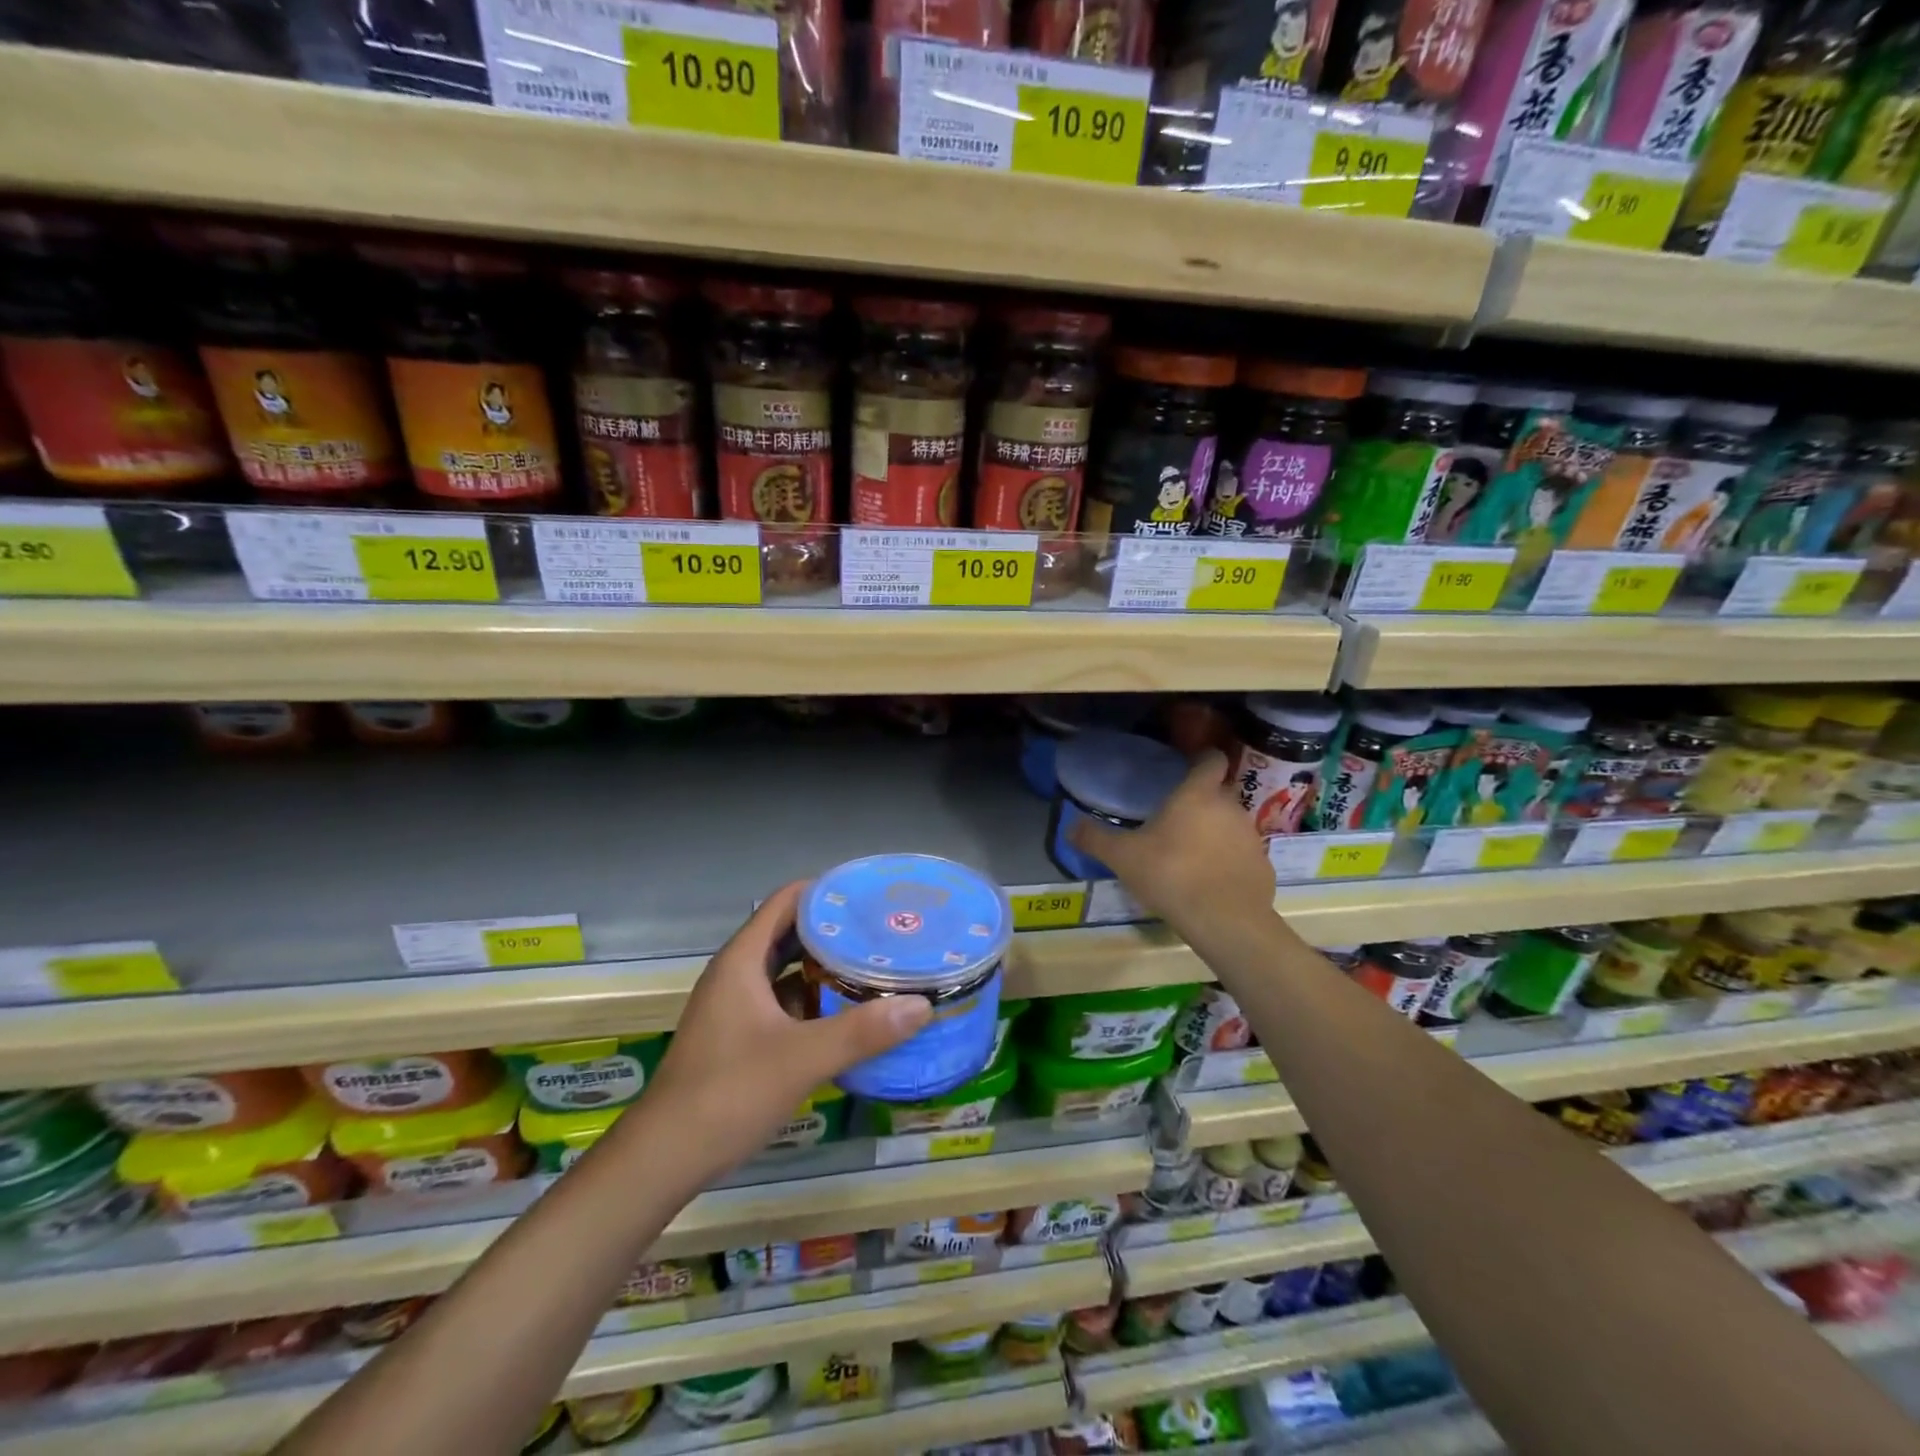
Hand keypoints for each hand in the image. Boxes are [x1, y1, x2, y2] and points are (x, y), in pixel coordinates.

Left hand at [641, 883, 931, 1177]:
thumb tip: (922, 1005)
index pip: (787, 902)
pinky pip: (784, 1002)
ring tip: (875, 965)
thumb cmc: (728, 1093)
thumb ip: (862, 1031)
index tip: (871, 895)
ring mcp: (736, 1007)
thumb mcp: (802, 1058)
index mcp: (742, 961)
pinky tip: (847, 1014)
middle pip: (790, 934)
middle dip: (834, 930)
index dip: (827, 892)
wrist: (663, 1159)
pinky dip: (814, 1000)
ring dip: (826, 967)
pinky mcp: (740, 1036)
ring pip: (787, 971)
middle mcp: (737, 974)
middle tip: (884, 931)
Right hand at [1068, 749, 1274, 934]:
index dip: (1203, 760)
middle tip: (1178, 819)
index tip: (1189, 767)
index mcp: (1197, 795)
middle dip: (1203, 801)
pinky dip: (1230, 861)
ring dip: (1216, 832)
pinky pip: (1243, 855)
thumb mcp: (1123, 857)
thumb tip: (1069, 827)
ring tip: (1192, 854)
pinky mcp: (1264, 866)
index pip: (1211, 760)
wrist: (1225, 921)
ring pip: (1232, 824)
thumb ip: (1095, 839)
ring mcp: (1251, 836)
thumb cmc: (1170, 874)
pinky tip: (1212, 881)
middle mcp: (1230, 807)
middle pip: (1221, 792)